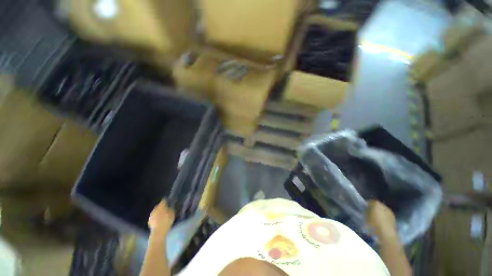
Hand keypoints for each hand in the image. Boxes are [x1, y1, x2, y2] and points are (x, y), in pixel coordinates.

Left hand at [148, 200, 174, 235]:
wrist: (158, 231)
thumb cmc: (167, 221)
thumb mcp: (172, 214)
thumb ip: (171, 209)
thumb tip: (170, 206)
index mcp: (161, 206)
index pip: (163, 201)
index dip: (166, 200)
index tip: (168, 200)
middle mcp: (155, 209)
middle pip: (158, 206)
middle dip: (162, 207)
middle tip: (166, 208)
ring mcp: (151, 215)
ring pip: (155, 211)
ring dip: (158, 212)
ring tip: (162, 214)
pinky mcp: (149, 221)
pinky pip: (153, 217)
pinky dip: (156, 217)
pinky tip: (159, 220)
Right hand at [365, 200, 395, 237]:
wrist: (386, 234)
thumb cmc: (373, 224)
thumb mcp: (365, 217)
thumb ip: (365, 211)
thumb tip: (366, 210)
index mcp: (376, 204)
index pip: (370, 202)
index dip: (366, 205)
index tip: (364, 209)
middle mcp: (384, 206)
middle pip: (377, 206)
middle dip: (374, 209)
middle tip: (369, 214)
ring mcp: (390, 212)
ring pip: (383, 211)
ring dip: (380, 213)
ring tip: (376, 219)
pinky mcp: (394, 219)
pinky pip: (387, 216)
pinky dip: (384, 218)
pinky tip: (381, 223)